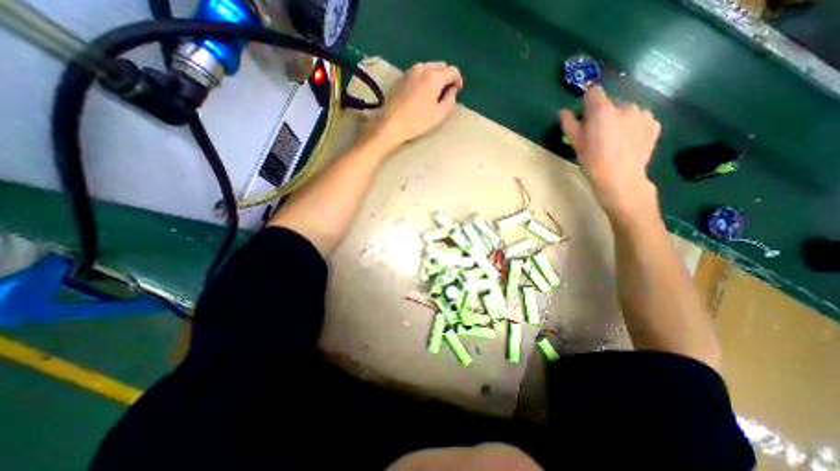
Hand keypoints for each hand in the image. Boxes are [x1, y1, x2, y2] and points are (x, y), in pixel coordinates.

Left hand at [365, 60, 461, 150]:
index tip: (458, 90)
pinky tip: (423, 92)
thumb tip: (452, 90)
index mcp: (434, 77)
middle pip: (440, 65)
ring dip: (435, 76)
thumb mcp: (439, 114)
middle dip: (447, 76)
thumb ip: (450, 100)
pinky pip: (418, 72)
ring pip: (429, 67)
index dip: (458, 79)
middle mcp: (422, 68)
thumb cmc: (417, 121)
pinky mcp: (401, 77)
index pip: (452, 71)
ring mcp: (410, 71)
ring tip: (435, 92)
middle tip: (447, 91)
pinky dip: (425, 78)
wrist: (391, 124)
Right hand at [559, 84, 659, 220]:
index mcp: (602, 110)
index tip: (586, 117)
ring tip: (616, 140)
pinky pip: (640, 119)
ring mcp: (643, 114)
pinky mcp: (654, 123)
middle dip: (605, 114)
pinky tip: (628, 143)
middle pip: (611, 103)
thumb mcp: (575, 143)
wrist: (620, 178)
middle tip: (600, 134)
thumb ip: (569, 123)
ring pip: (627, 111)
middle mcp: (625, 106)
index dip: (588, 103)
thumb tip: (563, 111)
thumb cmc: (592, 161)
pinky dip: (634, 127)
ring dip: (620, 120)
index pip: (594, 91)